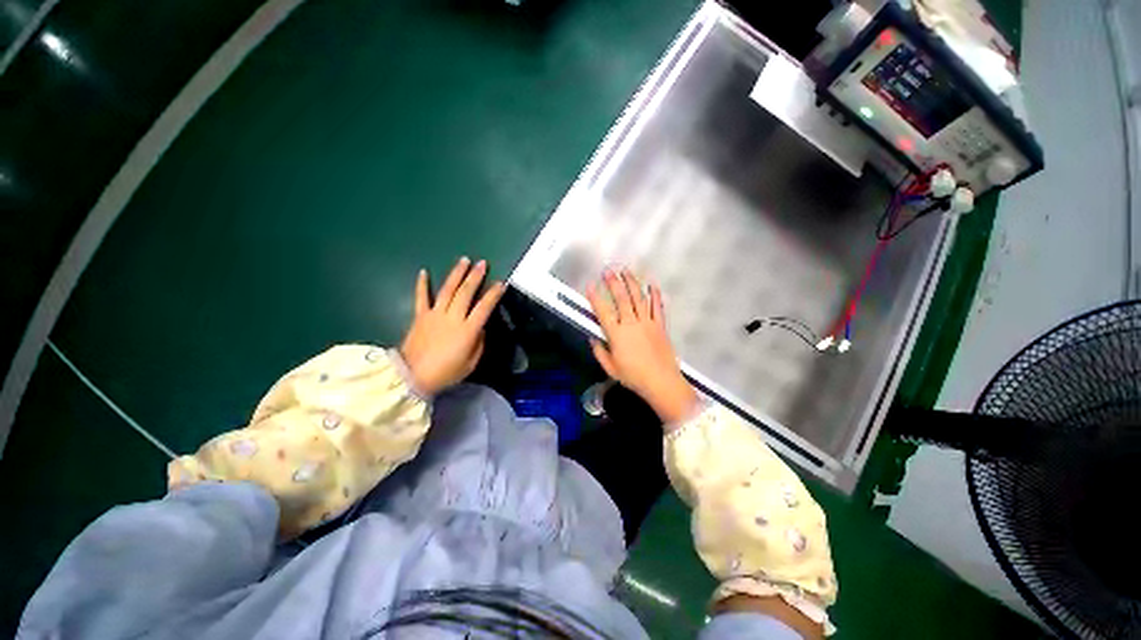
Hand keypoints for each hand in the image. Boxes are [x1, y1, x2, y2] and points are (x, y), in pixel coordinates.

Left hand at [400, 257, 505, 396]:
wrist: (412, 377)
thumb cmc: (446, 373)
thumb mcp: (471, 363)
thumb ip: (479, 343)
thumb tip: (479, 328)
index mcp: (467, 330)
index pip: (484, 307)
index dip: (493, 294)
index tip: (501, 283)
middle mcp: (452, 317)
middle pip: (466, 292)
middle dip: (475, 276)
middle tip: (482, 263)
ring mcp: (434, 315)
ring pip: (447, 290)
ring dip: (456, 274)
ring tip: (464, 260)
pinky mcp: (420, 316)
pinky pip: (421, 297)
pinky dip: (422, 284)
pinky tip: (424, 272)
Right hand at [586, 267, 698, 424]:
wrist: (661, 382)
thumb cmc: (633, 377)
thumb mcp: (610, 368)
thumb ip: (599, 352)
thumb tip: (593, 339)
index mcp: (617, 334)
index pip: (603, 311)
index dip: (595, 297)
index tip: (590, 285)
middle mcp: (631, 324)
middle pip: (621, 299)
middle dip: (613, 283)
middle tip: (608, 271)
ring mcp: (647, 322)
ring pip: (639, 298)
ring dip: (632, 282)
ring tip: (626, 271)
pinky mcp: (660, 325)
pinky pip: (657, 307)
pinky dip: (655, 294)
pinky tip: (652, 284)